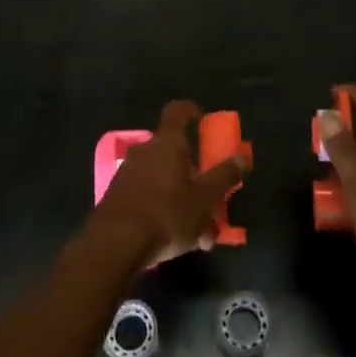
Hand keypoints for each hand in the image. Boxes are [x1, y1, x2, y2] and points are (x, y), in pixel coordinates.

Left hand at [88, 100, 246, 269]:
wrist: (114, 245)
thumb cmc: (166, 214)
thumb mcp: (204, 199)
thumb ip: (224, 176)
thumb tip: (242, 156)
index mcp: (167, 143)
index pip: (178, 111)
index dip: (191, 111)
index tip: (204, 119)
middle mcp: (145, 151)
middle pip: (175, 152)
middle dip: (196, 174)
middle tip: (212, 197)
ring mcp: (129, 173)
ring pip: (164, 179)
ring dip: (184, 199)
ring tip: (201, 233)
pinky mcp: (118, 197)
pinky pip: (150, 195)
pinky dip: (166, 210)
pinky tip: (177, 241)